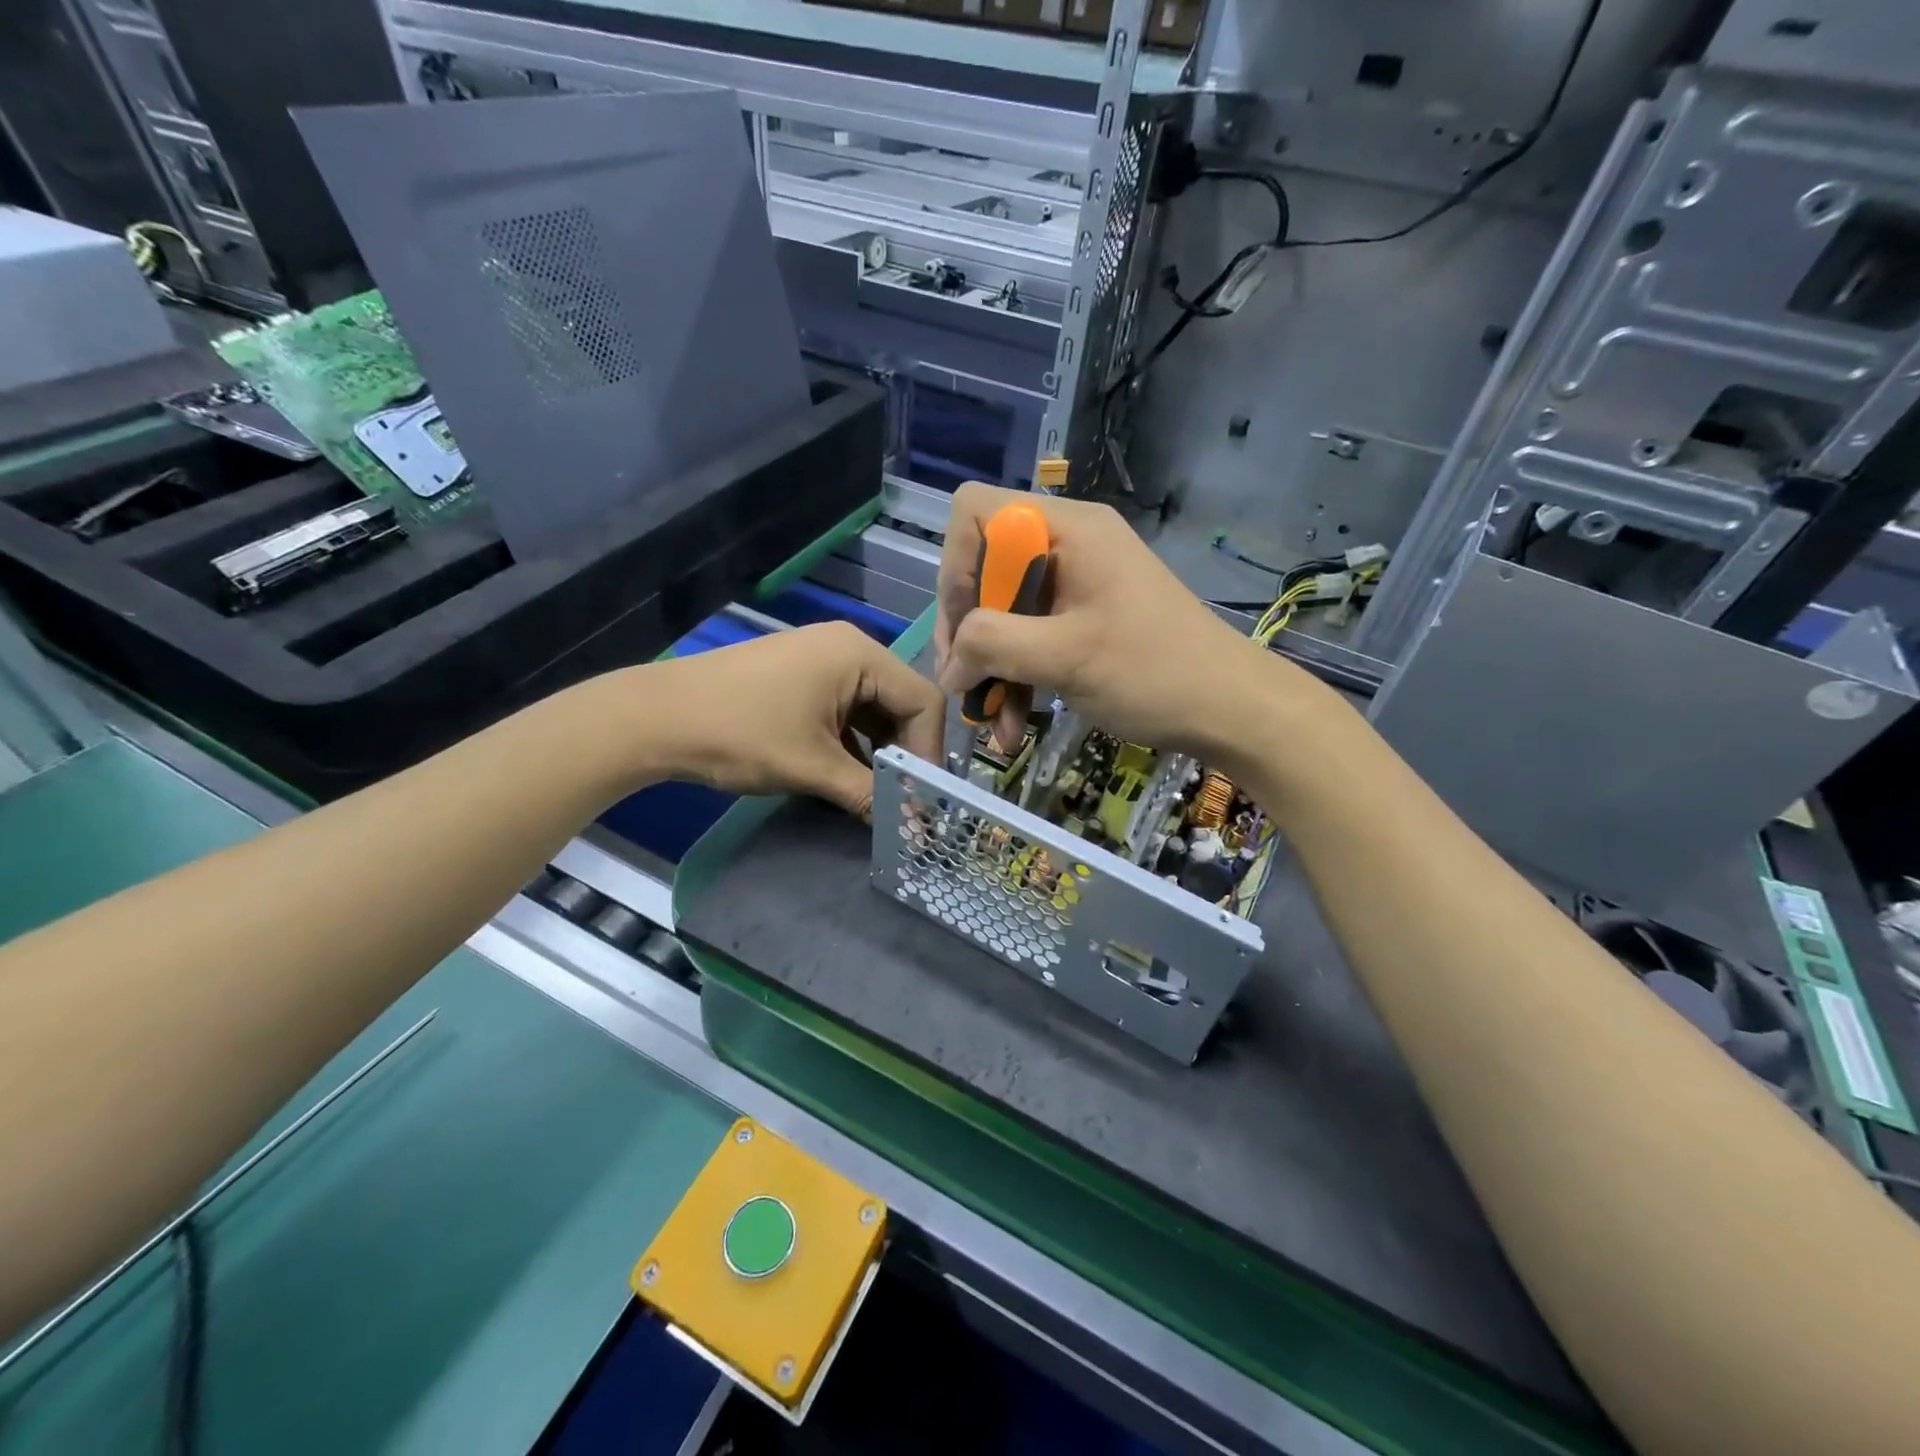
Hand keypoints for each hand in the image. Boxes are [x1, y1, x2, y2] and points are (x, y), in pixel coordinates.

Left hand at [648, 623, 943, 817]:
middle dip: (905, 752)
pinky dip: (854, 741)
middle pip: (901, 702)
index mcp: (859, 654)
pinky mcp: (801, 675)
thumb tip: (913, 829)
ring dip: (880, 750)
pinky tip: (850, 775)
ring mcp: (822, 659)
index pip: (923, 700)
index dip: (930, 752)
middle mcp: (848, 647)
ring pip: (874, 707)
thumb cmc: (740, 734)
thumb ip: (869, 794)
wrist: (656, 718)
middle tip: (906, 799)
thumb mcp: (811, 767)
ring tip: (880, 793)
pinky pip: (846, 708)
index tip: (924, 798)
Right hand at [935, 482, 1301, 757]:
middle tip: (966, 686)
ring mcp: (1077, 583)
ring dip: (992, 669)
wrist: (1231, 708)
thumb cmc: (1153, 672)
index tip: (963, 629)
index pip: (975, 514)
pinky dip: (1019, 677)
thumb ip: (992, 645)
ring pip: (1005, 613)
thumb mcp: (1064, 657)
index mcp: (1066, 530)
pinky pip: (1032, 637)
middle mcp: (1067, 545)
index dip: (955, 568)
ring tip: (990, 724)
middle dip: (969, 634)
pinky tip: (1014, 727)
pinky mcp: (1084, 618)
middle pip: (984, 570)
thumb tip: (948, 666)